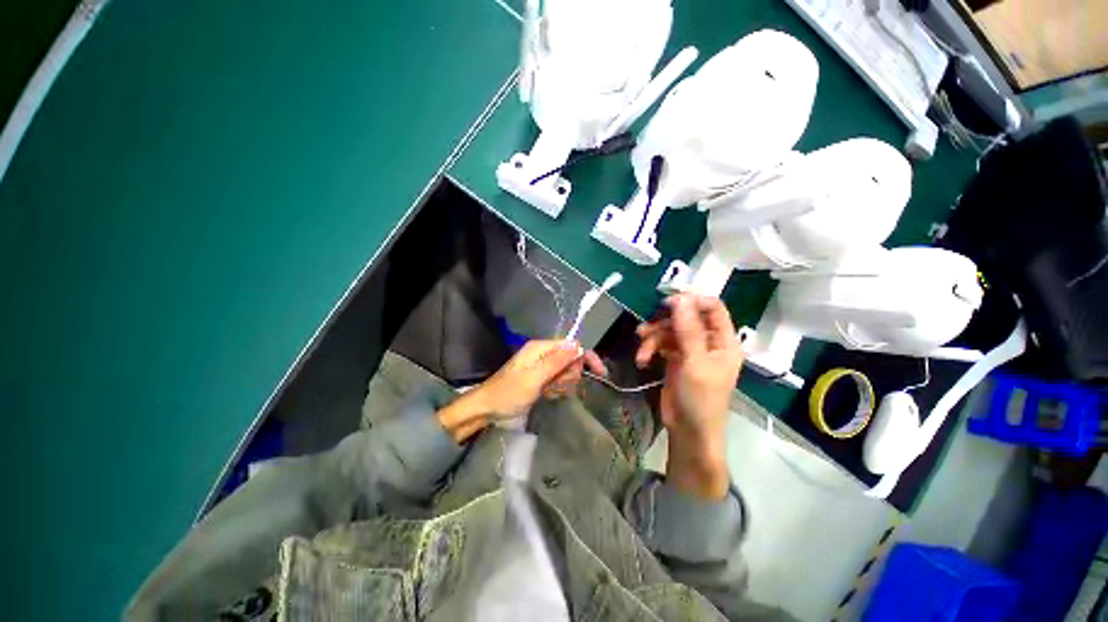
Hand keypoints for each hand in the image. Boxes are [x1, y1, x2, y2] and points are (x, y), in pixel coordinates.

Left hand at [437, 340, 604, 440]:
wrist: (487, 409)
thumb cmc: (509, 393)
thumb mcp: (534, 378)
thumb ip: (556, 361)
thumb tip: (578, 345)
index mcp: (540, 348)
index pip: (572, 345)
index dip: (585, 357)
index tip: (599, 373)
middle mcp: (542, 353)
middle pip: (570, 358)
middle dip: (570, 373)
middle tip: (558, 386)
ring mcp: (541, 365)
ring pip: (566, 370)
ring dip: (563, 383)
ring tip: (550, 392)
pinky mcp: (540, 377)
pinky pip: (558, 379)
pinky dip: (557, 388)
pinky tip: (548, 394)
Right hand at [635, 294, 743, 498]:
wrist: (688, 432)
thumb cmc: (700, 400)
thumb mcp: (694, 363)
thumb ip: (687, 330)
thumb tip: (679, 299)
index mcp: (723, 341)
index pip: (712, 308)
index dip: (691, 301)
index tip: (668, 303)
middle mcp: (708, 342)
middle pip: (685, 318)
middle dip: (664, 323)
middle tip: (646, 328)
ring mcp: (690, 351)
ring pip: (669, 331)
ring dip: (652, 338)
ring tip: (641, 351)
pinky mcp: (675, 360)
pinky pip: (661, 344)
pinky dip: (650, 349)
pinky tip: (641, 359)